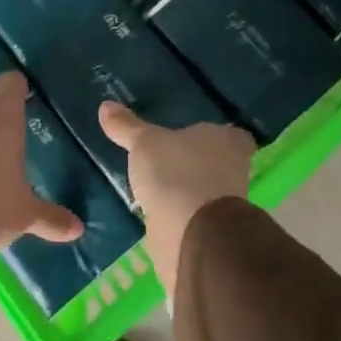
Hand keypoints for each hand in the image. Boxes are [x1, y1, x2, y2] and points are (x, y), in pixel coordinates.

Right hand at [98, 102, 254, 297]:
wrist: (190, 235)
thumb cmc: (176, 173)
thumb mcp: (144, 143)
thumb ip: (127, 126)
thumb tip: (106, 105)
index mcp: (229, 141)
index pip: (230, 133)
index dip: (212, 135)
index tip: (189, 137)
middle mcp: (235, 169)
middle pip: (216, 161)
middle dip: (194, 162)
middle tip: (165, 158)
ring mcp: (225, 204)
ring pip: (205, 189)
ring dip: (185, 189)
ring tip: (154, 184)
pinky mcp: (211, 231)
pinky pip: (193, 214)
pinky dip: (178, 213)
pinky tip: (156, 210)